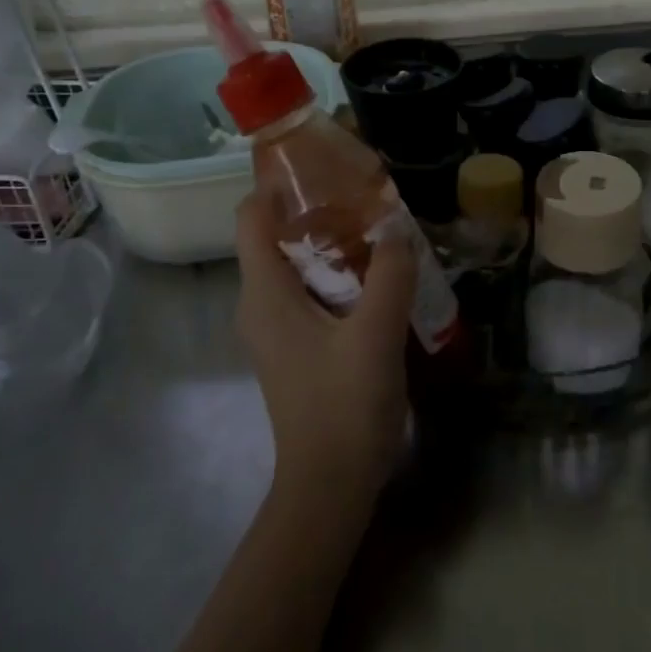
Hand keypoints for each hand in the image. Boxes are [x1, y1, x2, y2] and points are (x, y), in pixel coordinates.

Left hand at [233, 193, 415, 512]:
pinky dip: (337, 274)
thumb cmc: (344, 406)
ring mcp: (275, 328)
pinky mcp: (295, 347)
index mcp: (265, 293)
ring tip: (379, 230)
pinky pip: (309, 292)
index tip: (325, 165)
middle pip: (276, 236)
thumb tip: (397, 229)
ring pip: (296, 265)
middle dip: (318, 209)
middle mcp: (260, 304)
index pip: (253, 217)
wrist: (329, 486)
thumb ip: (390, 274)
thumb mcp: (376, 334)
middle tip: (367, 195)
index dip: (279, 184)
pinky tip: (378, 278)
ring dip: (332, 243)